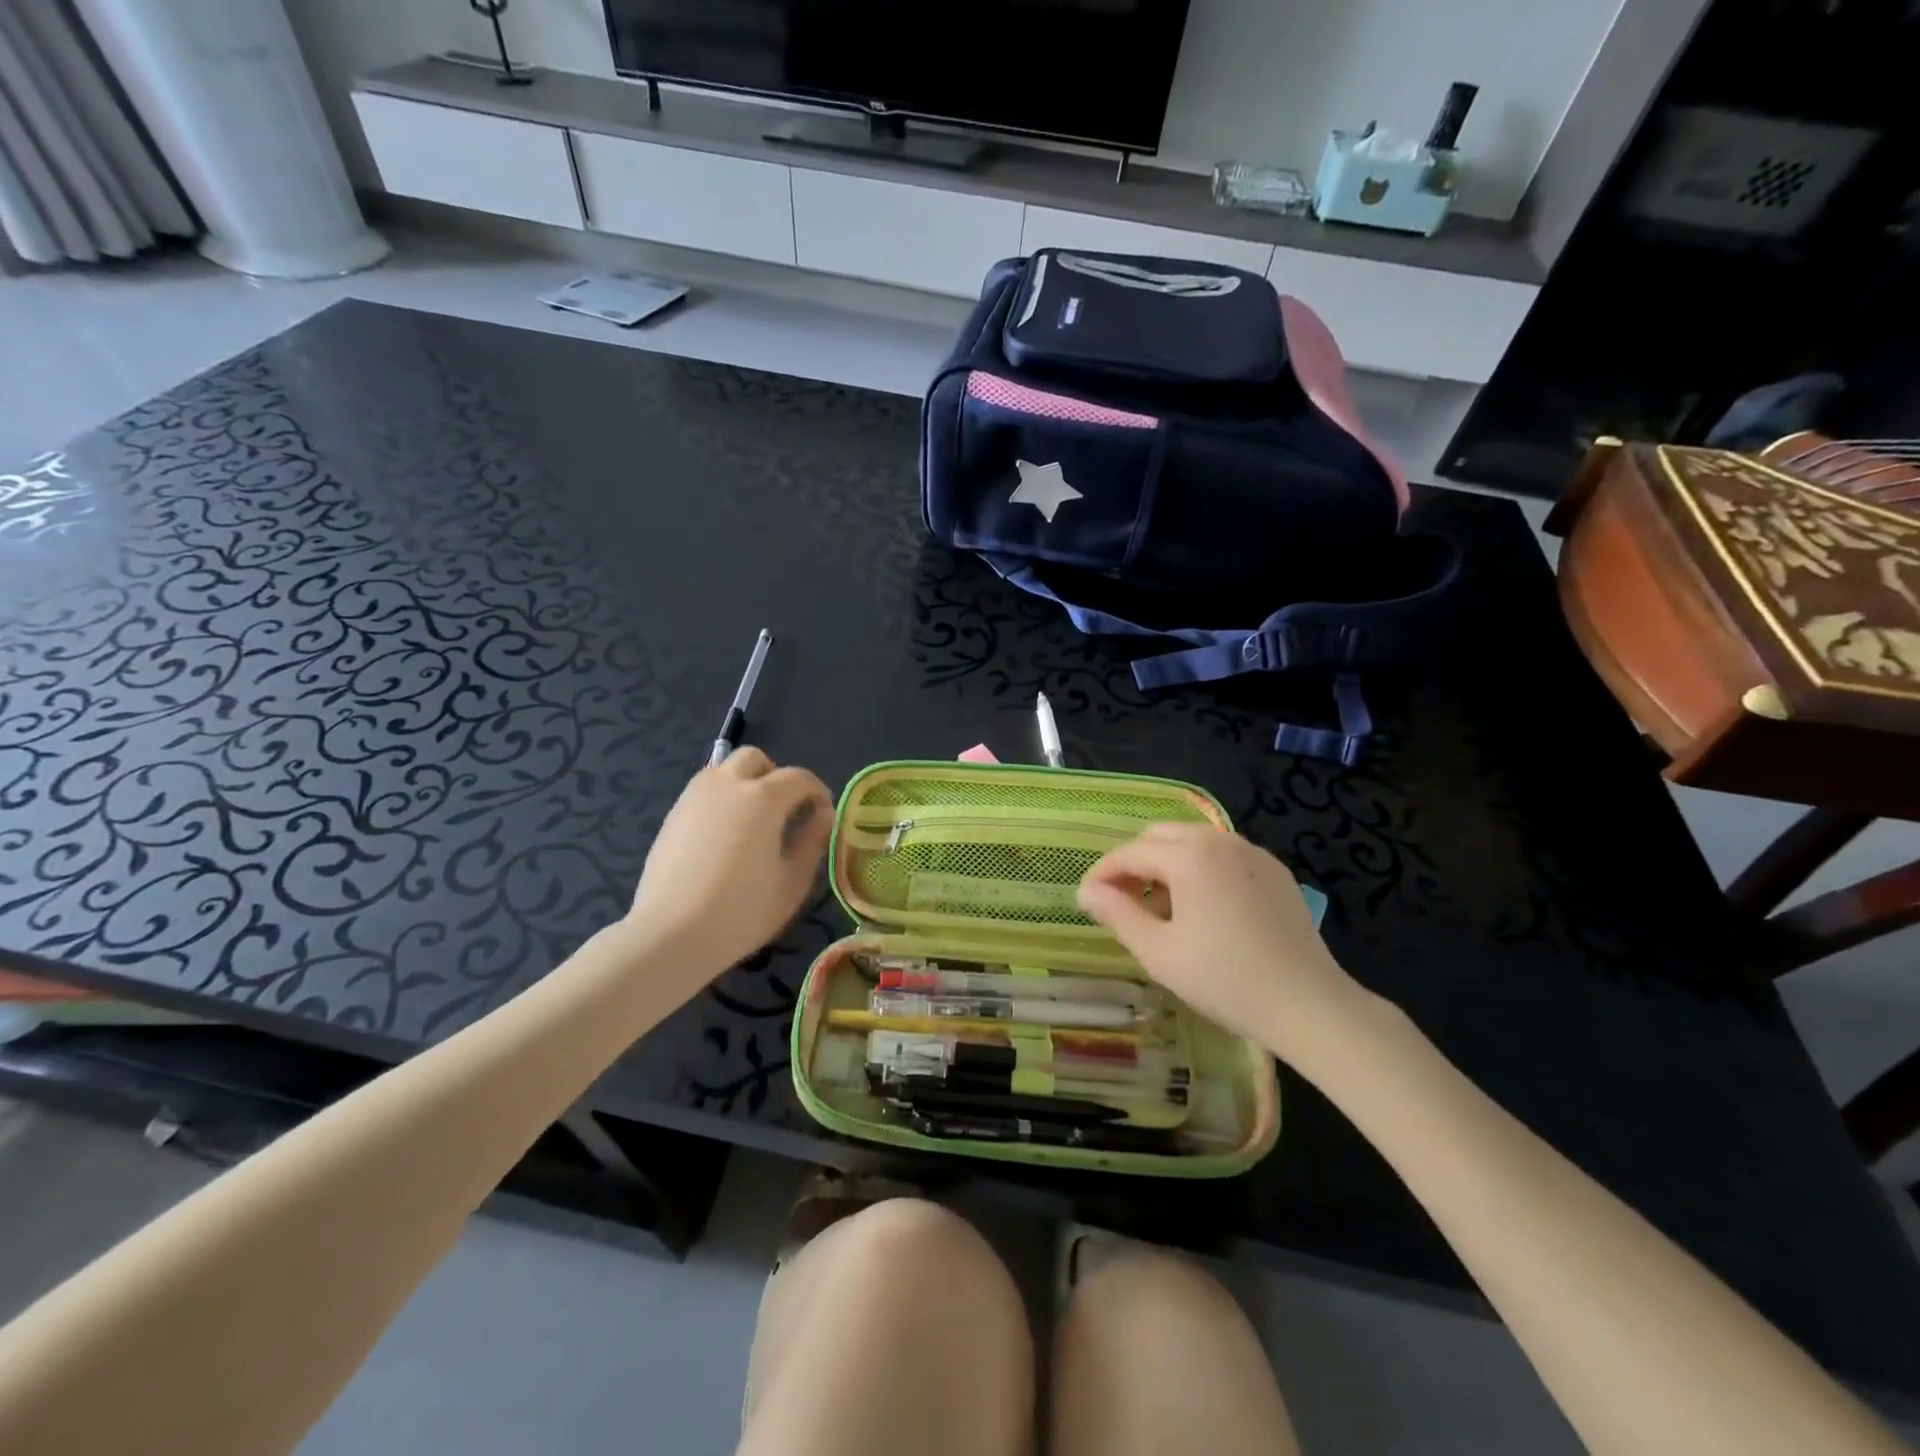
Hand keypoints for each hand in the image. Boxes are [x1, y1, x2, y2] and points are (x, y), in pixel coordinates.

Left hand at [627, 748, 833, 978]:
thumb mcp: (793, 881)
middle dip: (776, 776)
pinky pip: (704, 792)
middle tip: (784, 810)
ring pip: (724, 770)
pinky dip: (721, 800)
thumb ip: (812, 841)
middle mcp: (728, 784)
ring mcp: (694, 797)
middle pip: (756, 759)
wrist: (671, 934)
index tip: (823, 815)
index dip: (818, 792)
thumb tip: (822, 815)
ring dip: (745, 784)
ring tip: (753, 822)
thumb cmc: (742, 910)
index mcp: (764, 797)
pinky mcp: (672, 815)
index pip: (799, 777)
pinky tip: (724, 838)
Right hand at [1077, 824, 1369, 1062]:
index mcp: (1189, 855)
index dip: (1103, 874)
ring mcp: (1252, 852)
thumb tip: (1087, 891)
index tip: (1088, 900)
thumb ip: (1117, 914)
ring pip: (1193, 842)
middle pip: (1160, 836)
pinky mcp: (1275, 871)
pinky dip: (1200, 869)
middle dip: (1134, 862)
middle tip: (1122, 901)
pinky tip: (1202, 909)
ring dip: (1166, 864)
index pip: (1130, 852)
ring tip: (1161, 908)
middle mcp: (1220, 840)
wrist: (1309, 1005)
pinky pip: (1223, 856)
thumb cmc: (1225, 979)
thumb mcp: (1159, 952)